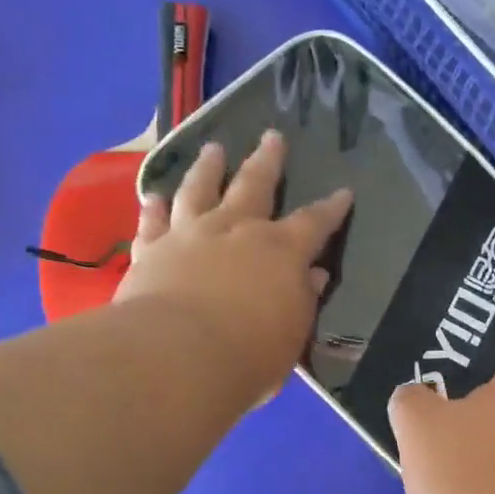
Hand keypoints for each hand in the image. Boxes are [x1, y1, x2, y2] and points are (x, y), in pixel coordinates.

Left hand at [117, 130, 351, 407]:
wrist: (176, 356)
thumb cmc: (249, 354)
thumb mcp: (292, 334)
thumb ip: (303, 300)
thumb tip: (313, 276)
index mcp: (281, 251)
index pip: (314, 223)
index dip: (331, 209)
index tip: (343, 193)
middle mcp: (236, 230)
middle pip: (254, 185)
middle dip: (267, 161)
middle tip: (272, 136)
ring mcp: (190, 236)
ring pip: (199, 190)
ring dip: (208, 168)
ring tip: (213, 150)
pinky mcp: (151, 251)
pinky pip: (152, 223)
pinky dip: (153, 208)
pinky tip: (152, 196)